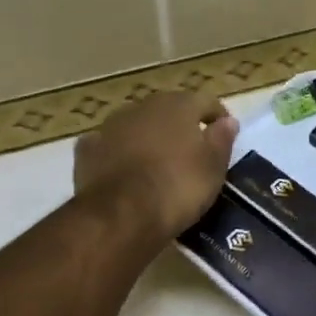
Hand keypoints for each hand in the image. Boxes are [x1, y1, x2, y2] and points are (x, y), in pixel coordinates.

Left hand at [73, 92, 237, 245]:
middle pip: (168, 110)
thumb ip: (222, 139)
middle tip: (191, 149)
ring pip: (136, 125)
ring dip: (148, 137)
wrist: (122, 214)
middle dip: (180, 125)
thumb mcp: (213, 166)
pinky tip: (123, 169)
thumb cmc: (179, 186)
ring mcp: (111, 126)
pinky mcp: (88, 149)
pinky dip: (117, 153)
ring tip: (157, 162)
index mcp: (178, 106)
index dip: (218, 116)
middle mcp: (143, 107)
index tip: (225, 134)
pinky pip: (108, 145)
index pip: (205, 101)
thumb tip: (228, 121)